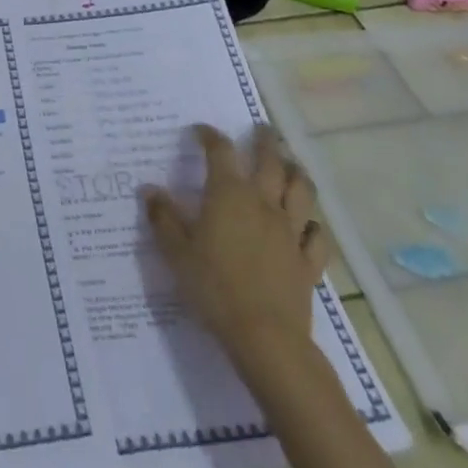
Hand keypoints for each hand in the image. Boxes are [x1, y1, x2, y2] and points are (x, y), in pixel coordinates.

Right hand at [141, 123, 329, 377]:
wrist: (265, 338)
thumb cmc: (214, 288)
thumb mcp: (176, 253)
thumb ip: (163, 218)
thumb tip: (149, 189)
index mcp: (229, 193)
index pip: (220, 150)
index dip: (210, 135)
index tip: (200, 131)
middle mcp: (263, 202)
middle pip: (270, 160)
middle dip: (265, 140)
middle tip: (262, 129)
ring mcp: (290, 231)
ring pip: (301, 190)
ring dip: (296, 172)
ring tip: (291, 164)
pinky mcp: (308, 262)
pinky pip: (317, 236)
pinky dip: (314, 225)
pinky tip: (309, 225)